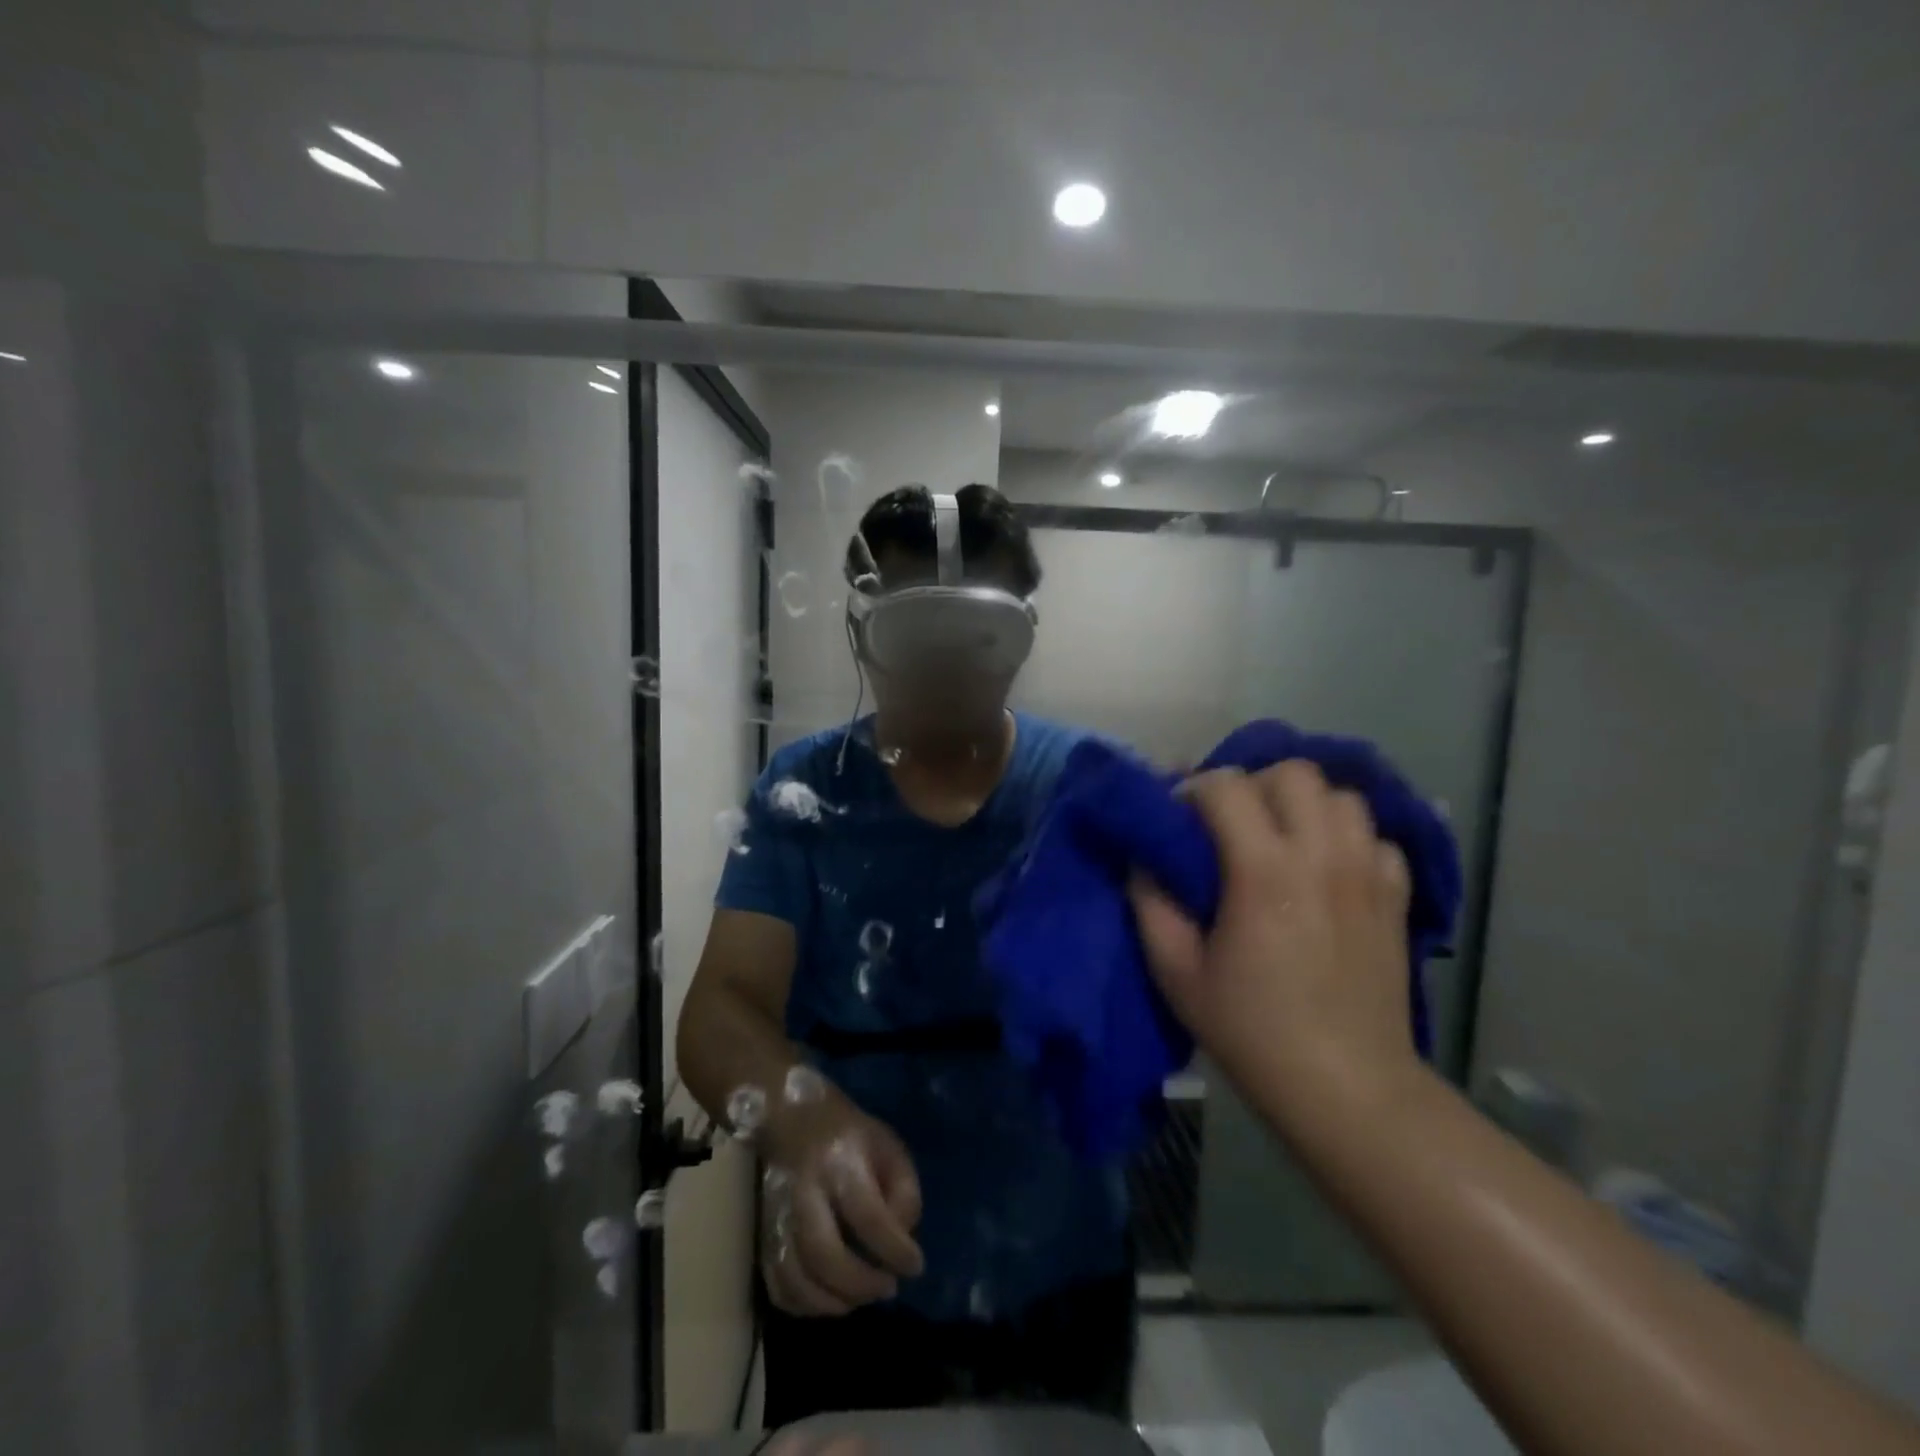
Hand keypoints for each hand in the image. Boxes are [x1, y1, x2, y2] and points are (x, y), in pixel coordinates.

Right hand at [759, 1085, 924, 1315]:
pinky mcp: (762, 1233)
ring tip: (861, 1297)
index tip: (915, 1265)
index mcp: (840, 1161)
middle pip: (825, 1255)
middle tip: (887, 1288)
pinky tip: (829, 1299)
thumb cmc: (848, 1132)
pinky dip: (804, 1305)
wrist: (792, 1117)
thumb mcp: (887, 1144)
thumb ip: (902, 1189)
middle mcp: (804, 1191)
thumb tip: (902, 1238)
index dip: (895, 1249)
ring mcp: (777, 1216)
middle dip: (861, 1284)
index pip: (868, 1216)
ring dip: (833, 1302)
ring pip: (796, 1278)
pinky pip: (777, 1286)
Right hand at [1129, 761, 1422, 1126]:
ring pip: (1340, 794)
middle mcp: (1322, 856)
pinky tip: (1327, 868)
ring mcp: (1368, 873)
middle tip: (1230, 823)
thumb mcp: (1176, 972)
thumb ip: (1150, 902)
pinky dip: (1347, 837)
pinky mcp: (1397, 896)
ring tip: (1280, 837)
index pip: (1226, 786)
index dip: (1192, 789)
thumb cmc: (1251, 1029)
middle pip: (1292, 772)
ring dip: (1302, 804)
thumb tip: (1144, 856)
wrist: (1347, 1087)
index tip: (1178, 817)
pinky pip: (1375, 836)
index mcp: (1263, 872)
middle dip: (1252, 784)